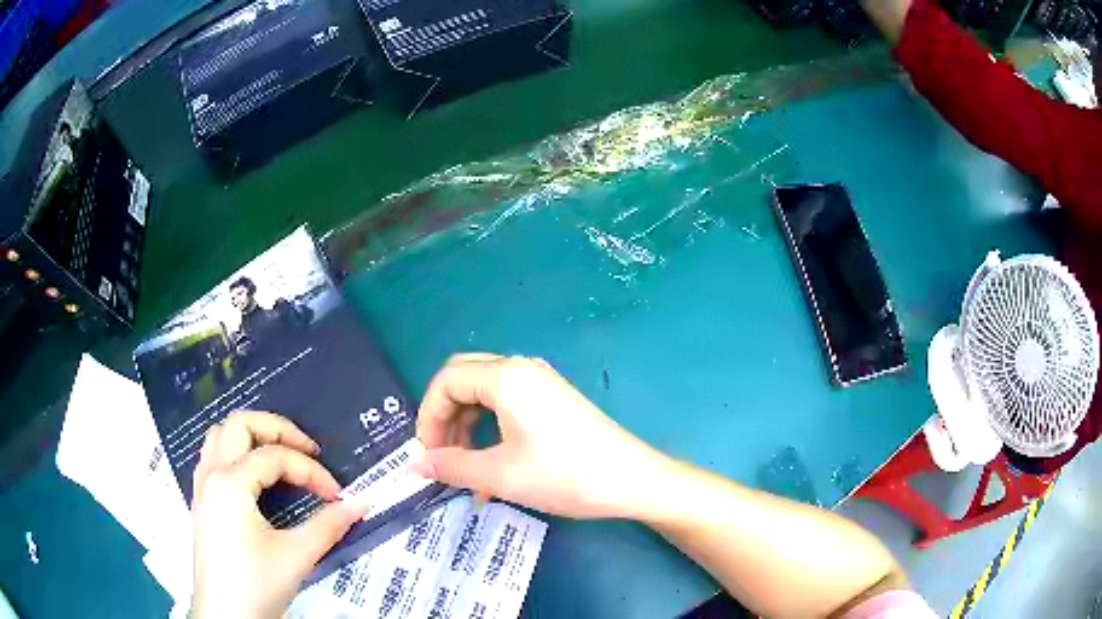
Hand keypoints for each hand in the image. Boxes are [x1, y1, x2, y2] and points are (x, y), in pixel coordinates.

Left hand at [191, 411, 367, 618]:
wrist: (225, 617)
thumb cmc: (256, 586)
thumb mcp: (296, 557)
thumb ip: (329, 525)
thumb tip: (360, 503)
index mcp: (230, 482)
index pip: (275, 457)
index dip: (311, 471)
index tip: (336, 495)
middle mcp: (211, 474)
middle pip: (239, 424)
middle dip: (277, 429)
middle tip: (307, 450)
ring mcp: (202, 487)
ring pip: (221, 436)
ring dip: (252, 437)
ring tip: (281, 456)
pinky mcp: (201, 502)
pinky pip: (214, 457)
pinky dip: (237, 453)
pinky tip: (255, 478)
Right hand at [412, 354, 670, 519]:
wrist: (631, 479)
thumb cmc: (565, 475)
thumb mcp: (501, 475)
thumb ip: (451, 466)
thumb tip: (414, 467)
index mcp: (506, 376)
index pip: (445, 381)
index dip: (428, 416)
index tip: (427, 455)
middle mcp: (521, 368)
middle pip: (462, 380)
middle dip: (444, 417)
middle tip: (442, 456)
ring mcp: (540, 381)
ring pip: (484, 393)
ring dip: (466, 426)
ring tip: (465, 468)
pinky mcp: (552, 398)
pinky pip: (506, 403)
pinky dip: (489, 428)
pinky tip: (491, 465)